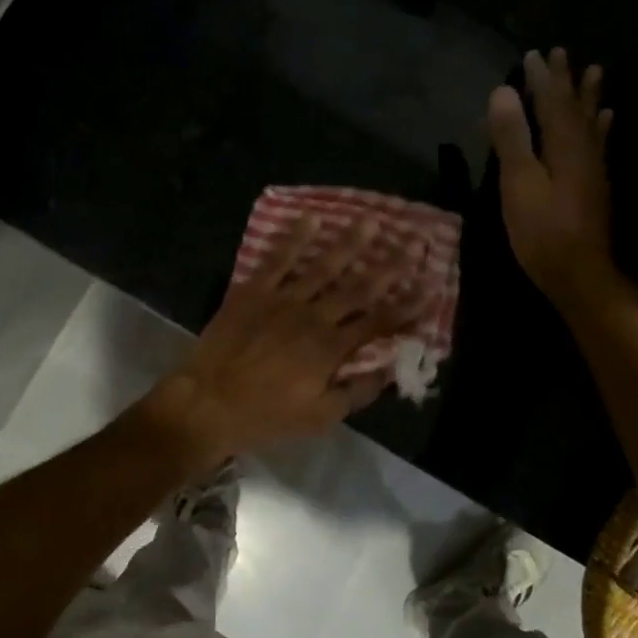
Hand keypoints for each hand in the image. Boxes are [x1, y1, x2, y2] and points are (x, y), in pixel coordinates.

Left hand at [139, 218, 423, 467]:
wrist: (207, 403)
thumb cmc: (264, 416)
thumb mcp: (318, 418)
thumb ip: (356, 393)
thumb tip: (388, 370)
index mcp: (331, 349)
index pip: (380, 322)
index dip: (408, 305)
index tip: (431, 286)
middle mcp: (313, 317)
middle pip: (359, 287)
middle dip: (390, 265)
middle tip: (412, 240)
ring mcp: (282, 300)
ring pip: (323, 267)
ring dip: (349, 243)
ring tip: (370, 221)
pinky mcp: (252, 291)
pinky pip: (277, 260)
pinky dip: (294, 239)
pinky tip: (310, 219)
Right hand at [488, 48, 629, 317]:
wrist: (579, 273)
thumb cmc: (542, 231)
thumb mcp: (518, 183)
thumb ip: (512, 138)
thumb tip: (502, 91)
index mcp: (563, 146)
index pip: (551, 102)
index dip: (541, 78)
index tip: (532, 54)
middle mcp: (584, 150)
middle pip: (575, 107)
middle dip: (566, 81)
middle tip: (562, 53)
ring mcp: (593, 169)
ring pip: (591, 123)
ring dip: (589, 97)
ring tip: (595, 72)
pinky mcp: (595, 186)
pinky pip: (599, 144)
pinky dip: (601, 127)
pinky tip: (606, 120)